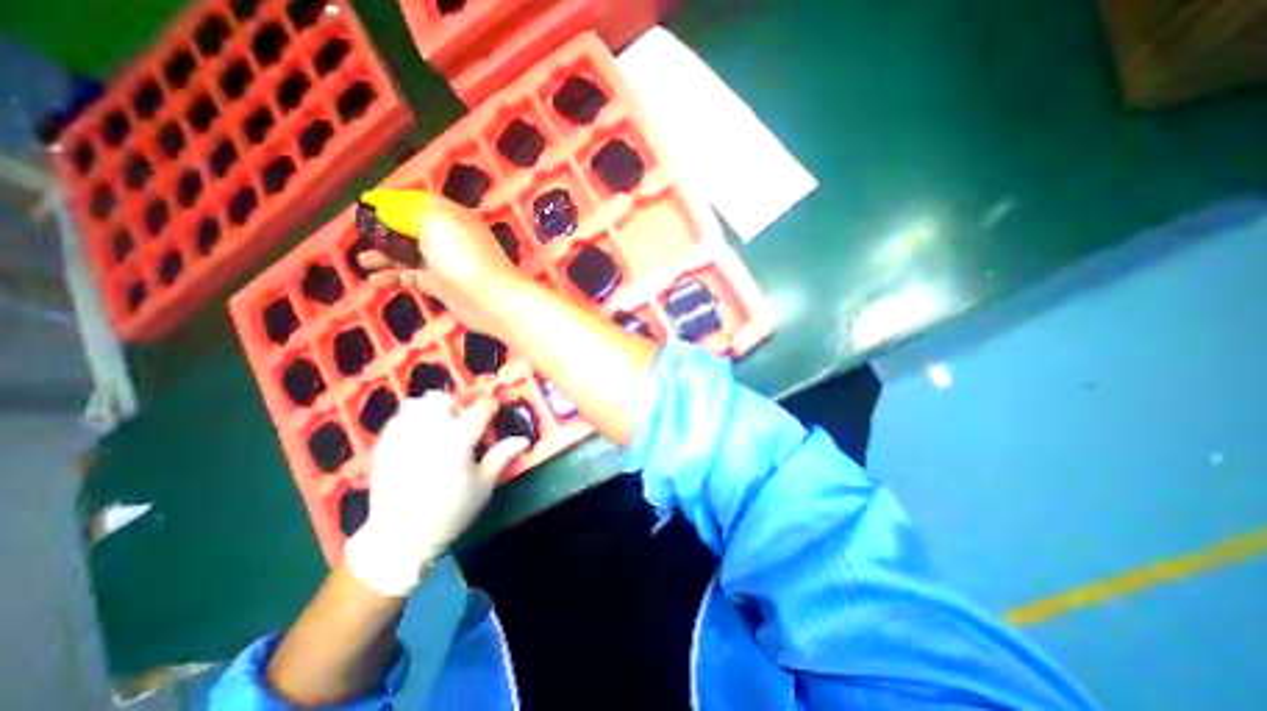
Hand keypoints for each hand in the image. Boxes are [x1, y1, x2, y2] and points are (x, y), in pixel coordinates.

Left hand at [341, 390, 531, 596]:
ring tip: (438, 425)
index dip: (490, 405)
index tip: (494, 407)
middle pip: (443, 399)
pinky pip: (397, 419)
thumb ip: (501, 457)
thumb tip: (523, 440)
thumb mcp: (484, 486)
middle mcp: (429, 432)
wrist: (400, 538)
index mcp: (458, 441)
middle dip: (456, 403)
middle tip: (463, 420)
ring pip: (416, 404)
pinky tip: (417, 436)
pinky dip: (411, 419)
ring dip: (431, 408)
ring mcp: (403, 437)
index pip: (479, 410)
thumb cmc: (451, 512)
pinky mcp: (384, 447)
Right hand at [358, 192, 529, 331]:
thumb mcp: (434, 223)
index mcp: (453, 217)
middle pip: (414, 230)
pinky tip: (376, 281)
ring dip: (387, 256)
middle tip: (362, 235)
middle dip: (387, 231)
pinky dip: (396, 278)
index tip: (369, 206)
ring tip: (363, 260)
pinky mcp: (444, 286)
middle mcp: (451, 238)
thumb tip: (393, 210)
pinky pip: (415, 278)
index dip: (396, 203)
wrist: (491, 299)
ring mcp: (448, 264)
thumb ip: (410, 214)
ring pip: (412, 256)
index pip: (422, 203)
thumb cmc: (463, 256)